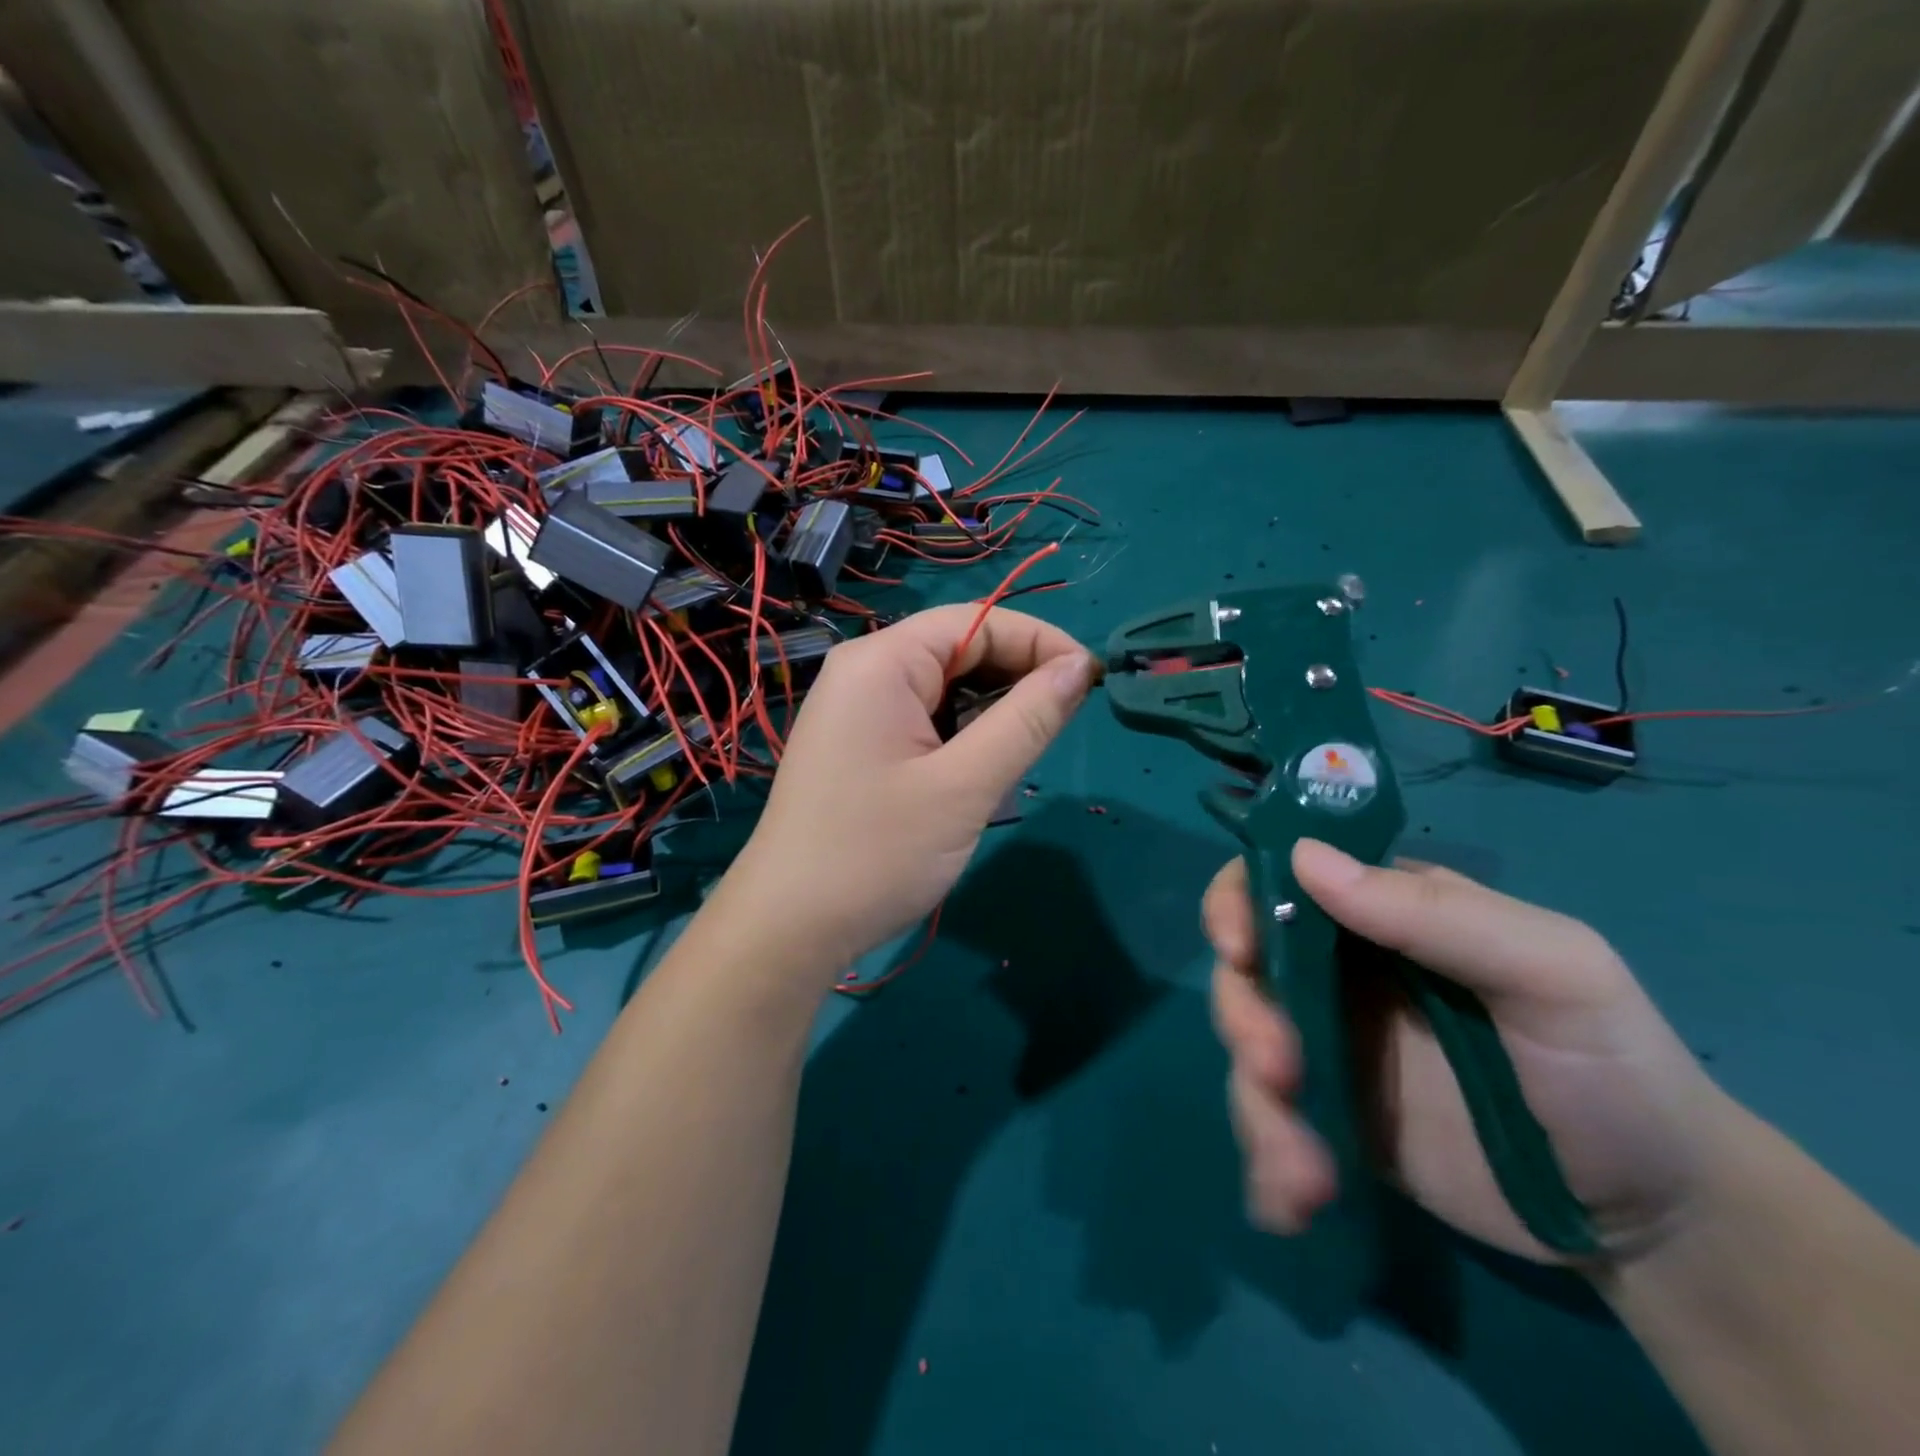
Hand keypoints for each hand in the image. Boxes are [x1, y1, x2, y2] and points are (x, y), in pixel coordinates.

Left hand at [726, 605, 1096, 983]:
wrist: (789, 928)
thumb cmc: (878, 853)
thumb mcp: (965, 786)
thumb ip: (1027, 719)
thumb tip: (1078, 667)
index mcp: (882, 662)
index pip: (977, 620)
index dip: (1039, 641)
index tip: (1091, 680)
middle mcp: (864, 671)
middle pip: (958, 648)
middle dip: (1016, 677)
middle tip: (1062, 724)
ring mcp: (856, 708)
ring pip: (944, 687)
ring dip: (990, 711)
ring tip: (1021, 753)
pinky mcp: (857, 743)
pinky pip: (922, 718)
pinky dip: (960, 734)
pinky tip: (978, 769)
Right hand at [1206, 839, 1729, 1263]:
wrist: (1658, 1218)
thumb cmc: (1613, 1067)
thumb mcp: (1553, 972)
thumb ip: (1436, 912)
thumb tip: (1303, 857)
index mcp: (1381, 916)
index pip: (1281, 879)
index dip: (1239, 900)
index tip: (1238, 949)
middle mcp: (1339, 972)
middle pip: (1247, 970)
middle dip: (1245, 1018)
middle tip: (1281, 1073)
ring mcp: (1330, 1047)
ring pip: (1246, 1050)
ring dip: (1257, 1106)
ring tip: (1309, 1173)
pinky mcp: (1331, 1119)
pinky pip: (1270, 1124)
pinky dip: (1268, 1160)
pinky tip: (1294, 1204)